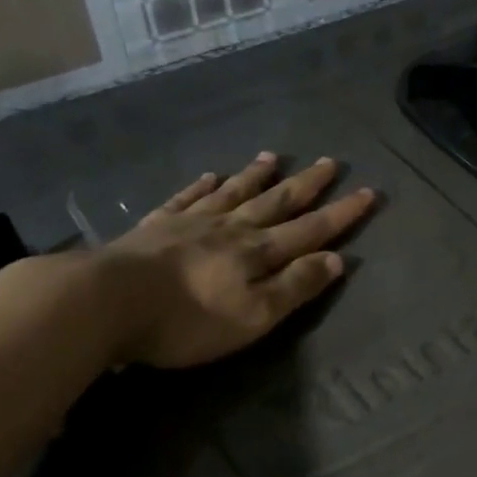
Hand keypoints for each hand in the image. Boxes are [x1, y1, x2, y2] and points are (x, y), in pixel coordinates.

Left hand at [96, 153, 374, 367]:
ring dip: (257, 176)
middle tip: (329, 162)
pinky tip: (209, 175)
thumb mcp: (255, 315)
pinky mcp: (156, 227)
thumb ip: (295, 286)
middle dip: (306, 185)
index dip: (342, 214)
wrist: (108, 302)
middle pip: (276, 202)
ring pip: (233, 193)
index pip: (310, 230)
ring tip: (274, 156)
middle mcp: (231, 229)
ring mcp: (191, 222)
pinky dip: (202, 186)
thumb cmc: (188, 319)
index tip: (368, 192)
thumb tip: (336, 259)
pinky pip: (186, 198)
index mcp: (258, 252)